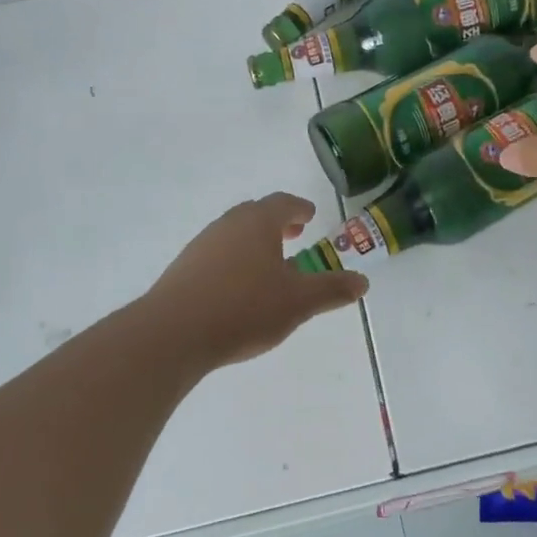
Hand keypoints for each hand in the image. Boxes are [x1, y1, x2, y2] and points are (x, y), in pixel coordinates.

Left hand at [142, 193, 369, 368]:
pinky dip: (234, 259)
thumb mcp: (298, 302)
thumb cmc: (244, 308)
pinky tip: (238, 287)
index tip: (309, 216)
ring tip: (268, 264)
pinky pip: (217, 253)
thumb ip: (331, 289)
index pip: (284, 203)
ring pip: (234, 233)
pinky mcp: (184, 267)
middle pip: (256, 214)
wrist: (173, 333)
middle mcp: (229, 224)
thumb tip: (363, 281)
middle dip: (277, 222)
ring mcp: (202, 244)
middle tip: (293, 235)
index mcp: (258, 222)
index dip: (300, 208)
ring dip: (254, 242)